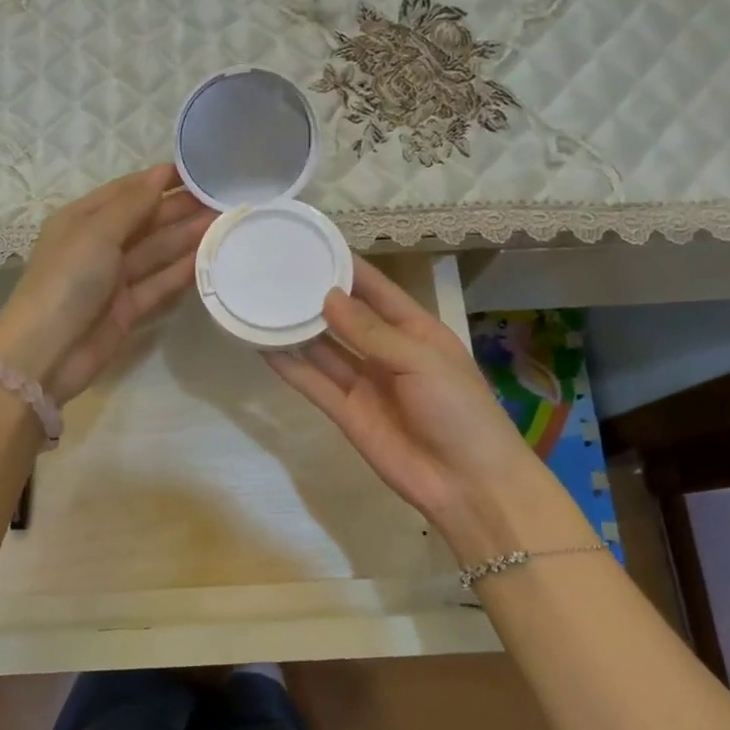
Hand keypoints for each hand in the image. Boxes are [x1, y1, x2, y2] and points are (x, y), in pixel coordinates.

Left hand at [0, 165, 214, 405]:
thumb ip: (132, 205)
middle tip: (222, 198)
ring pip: (156, 251)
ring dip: (187, 237)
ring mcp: (114, 279)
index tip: (199, 171)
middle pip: (145, 220)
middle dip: (179, 208)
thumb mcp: (95, 233)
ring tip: (225, 222)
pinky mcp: (128, 309)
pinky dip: (182, 271)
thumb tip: (160, 174)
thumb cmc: (66, 280)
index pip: (126, 191)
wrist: (45, 353)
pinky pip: (159, 283)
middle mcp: (98, 245)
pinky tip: (210, 257)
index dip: (159, 180)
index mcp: (82, 220)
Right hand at [265, 257, 584, 556]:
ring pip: (324, 348)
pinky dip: (290, 367)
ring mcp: (364, 382)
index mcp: (415, 330)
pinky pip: (313, 383)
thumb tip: (328, 297)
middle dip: (316, 296)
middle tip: (276, 271)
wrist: (468, 485)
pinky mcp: (346, 412)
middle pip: (345, 316)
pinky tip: (264, 346)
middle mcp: (386, 351)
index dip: (347, 267)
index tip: (313, 243)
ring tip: (262, 303)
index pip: (376, 289)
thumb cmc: (458, 410)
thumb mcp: (420, 360)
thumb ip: (371, 331)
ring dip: (297, 329)